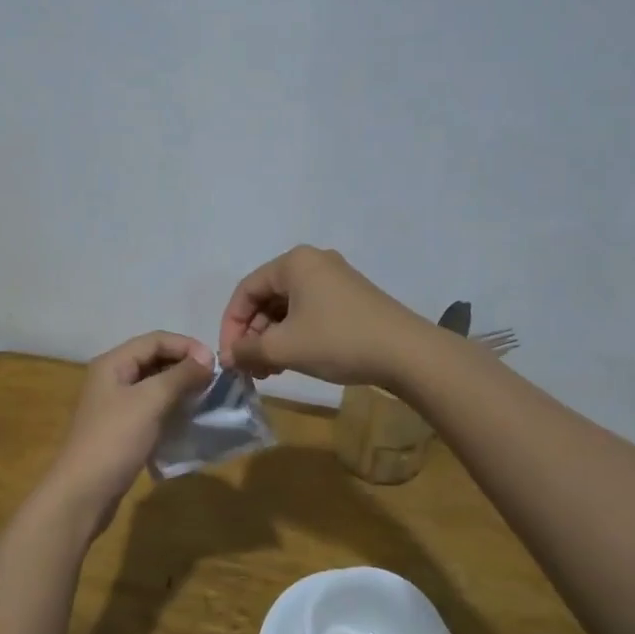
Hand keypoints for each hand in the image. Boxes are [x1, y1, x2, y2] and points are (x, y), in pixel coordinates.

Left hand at [41, 332, 213, 529]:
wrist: (83, 493)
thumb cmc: (115, 440)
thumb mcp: (150, 401)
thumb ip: (180, 376)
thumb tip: (207, 359)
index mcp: (113, 363)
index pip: (156, 339)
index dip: (187, 346)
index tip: (215, 364)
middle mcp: (112, 378)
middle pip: (154, 359)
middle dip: (184, 366)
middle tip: (213, 382)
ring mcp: (115, 405)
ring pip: (153, 385)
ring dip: (180, 388)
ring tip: (205, 399)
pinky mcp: (121, 429)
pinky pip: (150, 408)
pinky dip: (170, 408)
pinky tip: (187, 419)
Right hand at [217, 245, 431, 387]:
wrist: (406, 353)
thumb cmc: (338, 340)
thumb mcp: (285, 347)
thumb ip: (248, 349)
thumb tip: (227, 357)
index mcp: (294, 262)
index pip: (246, 290)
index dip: (231, 325)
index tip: (230, 357)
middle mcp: (313, 262)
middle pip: (267, 297)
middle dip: (253, 334)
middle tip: (250, 368)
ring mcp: (335, 279)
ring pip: (288, 308)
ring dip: (272, 339)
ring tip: (269, 371)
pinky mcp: (350, 298)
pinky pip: (309, 312)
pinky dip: (294, 335)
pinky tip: (292, 362)